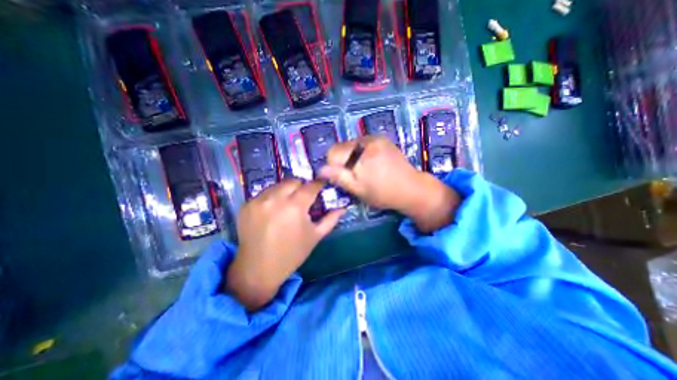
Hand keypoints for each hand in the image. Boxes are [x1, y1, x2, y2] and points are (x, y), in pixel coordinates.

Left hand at [227, 180, 344, 309]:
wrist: (259, 269)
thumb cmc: (292, 254)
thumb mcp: (315, 236)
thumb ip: (331, 219)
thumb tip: (343, 208)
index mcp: (295, 206)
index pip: (311, 186)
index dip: (318, 184)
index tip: (322, 185)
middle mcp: (275, 199)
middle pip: (293, 181)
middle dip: (302, 186)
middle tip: (304, 198)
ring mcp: (258, 201)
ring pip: (277, 185)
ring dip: (286, 191)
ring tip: (288, 204)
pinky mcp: (246, 205)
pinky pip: (264, 194)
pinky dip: (272, 198)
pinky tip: (273, 211)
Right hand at [321, 135, 460, 232]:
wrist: (411, 188)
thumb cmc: (383, 193)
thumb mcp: (358, 190)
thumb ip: (339, 177)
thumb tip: (320, 169)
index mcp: (361, 155)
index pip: (333, 153)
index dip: (333, 166)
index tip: (343, 177)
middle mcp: (367, 140)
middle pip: (342, 147)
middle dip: (343, 161)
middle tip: (355, 175)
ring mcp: (376, 137)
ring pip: (351, 144)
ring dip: (352, 156)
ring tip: (364, 169)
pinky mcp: (382, 138)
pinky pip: (362, 143)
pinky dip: (361, 152)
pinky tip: (371, 163)